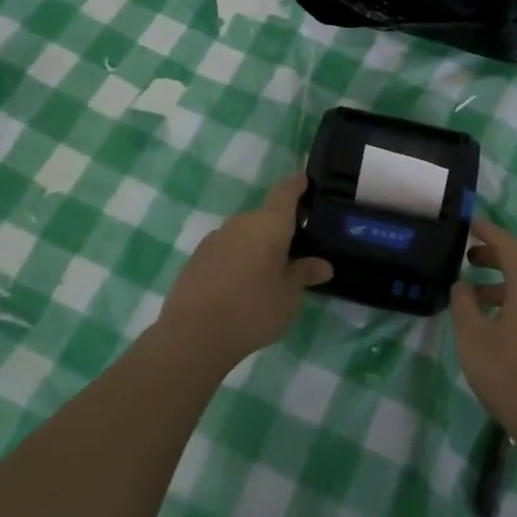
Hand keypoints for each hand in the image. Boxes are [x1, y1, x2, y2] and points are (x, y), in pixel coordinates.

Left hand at [159, 174, 331, 371]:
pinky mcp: (197, 258)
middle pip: (266, 216)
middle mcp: (241, 222)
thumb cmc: (253, 309)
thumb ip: (304, 274)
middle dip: (281, 228)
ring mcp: (216, 238)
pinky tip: (241, 286)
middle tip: (296, 249)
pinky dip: (238, 260)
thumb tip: (323, 264)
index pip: (286, 191)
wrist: (193, 334)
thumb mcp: (289, 295)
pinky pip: (227, 250)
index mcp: (269, 223)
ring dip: (258, 246)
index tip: (306, 181)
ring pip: (245, 234)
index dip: (298, 185)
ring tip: (268, 272)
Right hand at [450, 215, 516, 455]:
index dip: (488, 231)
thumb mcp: (473, 337)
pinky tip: (492, 323)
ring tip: (472, 293)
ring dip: (501, 282)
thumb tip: (462, 284)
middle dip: (495, 255)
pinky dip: (510, 302)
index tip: (469, 223)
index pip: (508, 245)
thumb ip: (464, 305)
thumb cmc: (510, 374)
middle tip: (468, 256)